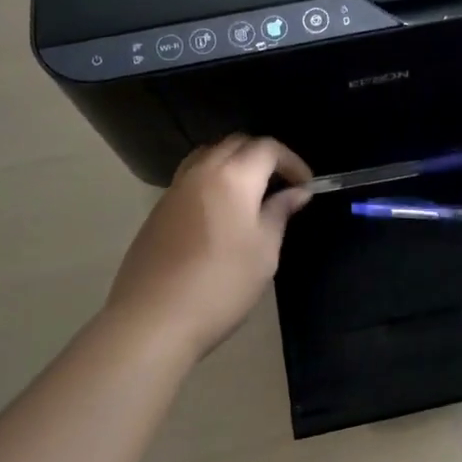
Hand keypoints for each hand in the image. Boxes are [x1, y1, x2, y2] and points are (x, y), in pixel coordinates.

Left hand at [103, 135, 312, 359]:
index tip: (306, 186)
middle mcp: (202, 171)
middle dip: (264, 156)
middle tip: (282, 185)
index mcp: (233, 177)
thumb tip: (296, 192)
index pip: (267, 148)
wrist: (154, 318)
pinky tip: (222, 210)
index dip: (292, 161)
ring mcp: (175, 188)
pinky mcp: (159, 208)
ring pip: (210, 154)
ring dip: (235, 162)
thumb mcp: (264, 251)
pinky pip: (192, 176)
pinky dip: (213, 178)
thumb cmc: (222, 285)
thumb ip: (279, 213)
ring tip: (252, 192)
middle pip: (236, 143)